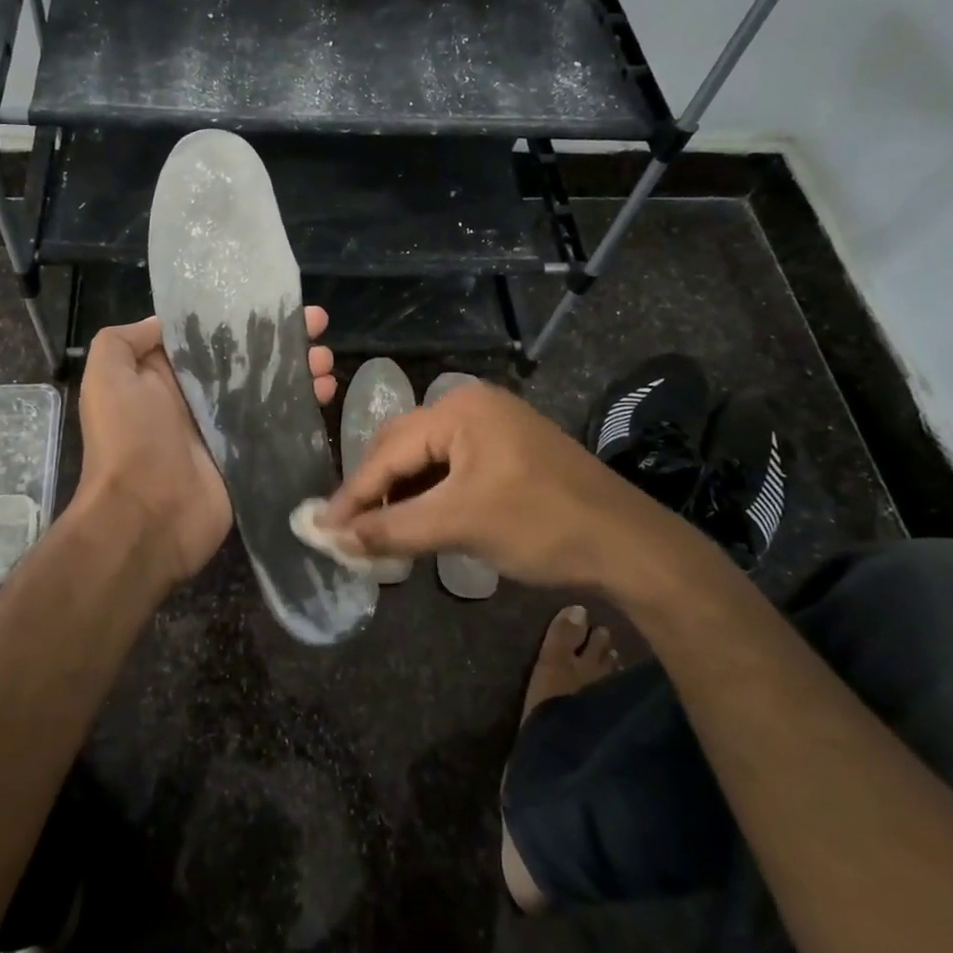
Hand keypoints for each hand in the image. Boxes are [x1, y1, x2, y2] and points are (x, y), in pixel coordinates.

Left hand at [74, 308, 334, 586]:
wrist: (144, 517)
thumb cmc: (128, 440)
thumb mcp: (106, 376)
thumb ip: (125, 340)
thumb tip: (163, 323)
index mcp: (165, 375)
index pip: (210, 336)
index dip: (241, 317)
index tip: (277, 302)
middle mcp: (197, 398)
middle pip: (247, 359)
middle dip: (282, 340)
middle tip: (318, 324)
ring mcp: (226, 428)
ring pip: (269, 388)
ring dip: (300, 369)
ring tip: (326, 358)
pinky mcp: (249, 455)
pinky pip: (280, 424)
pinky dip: (304, 406)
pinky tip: (327, 390)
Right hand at [320, 380, 713, 604]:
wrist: (631, 546)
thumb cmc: (542, 526)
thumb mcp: (460, 525)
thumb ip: (392, 528)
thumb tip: (334, 538)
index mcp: (460, 409)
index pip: (389, 450)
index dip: (353, 492)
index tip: (321, 526)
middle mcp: (472, 406)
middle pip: (403, 447)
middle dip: (374, 490)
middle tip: (348, 531)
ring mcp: (493, 427)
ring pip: (426, 460)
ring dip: (401, 495)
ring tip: (378, 532)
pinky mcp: (507, 451)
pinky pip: (452, 468)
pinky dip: (430, 496)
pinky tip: (416, 521)